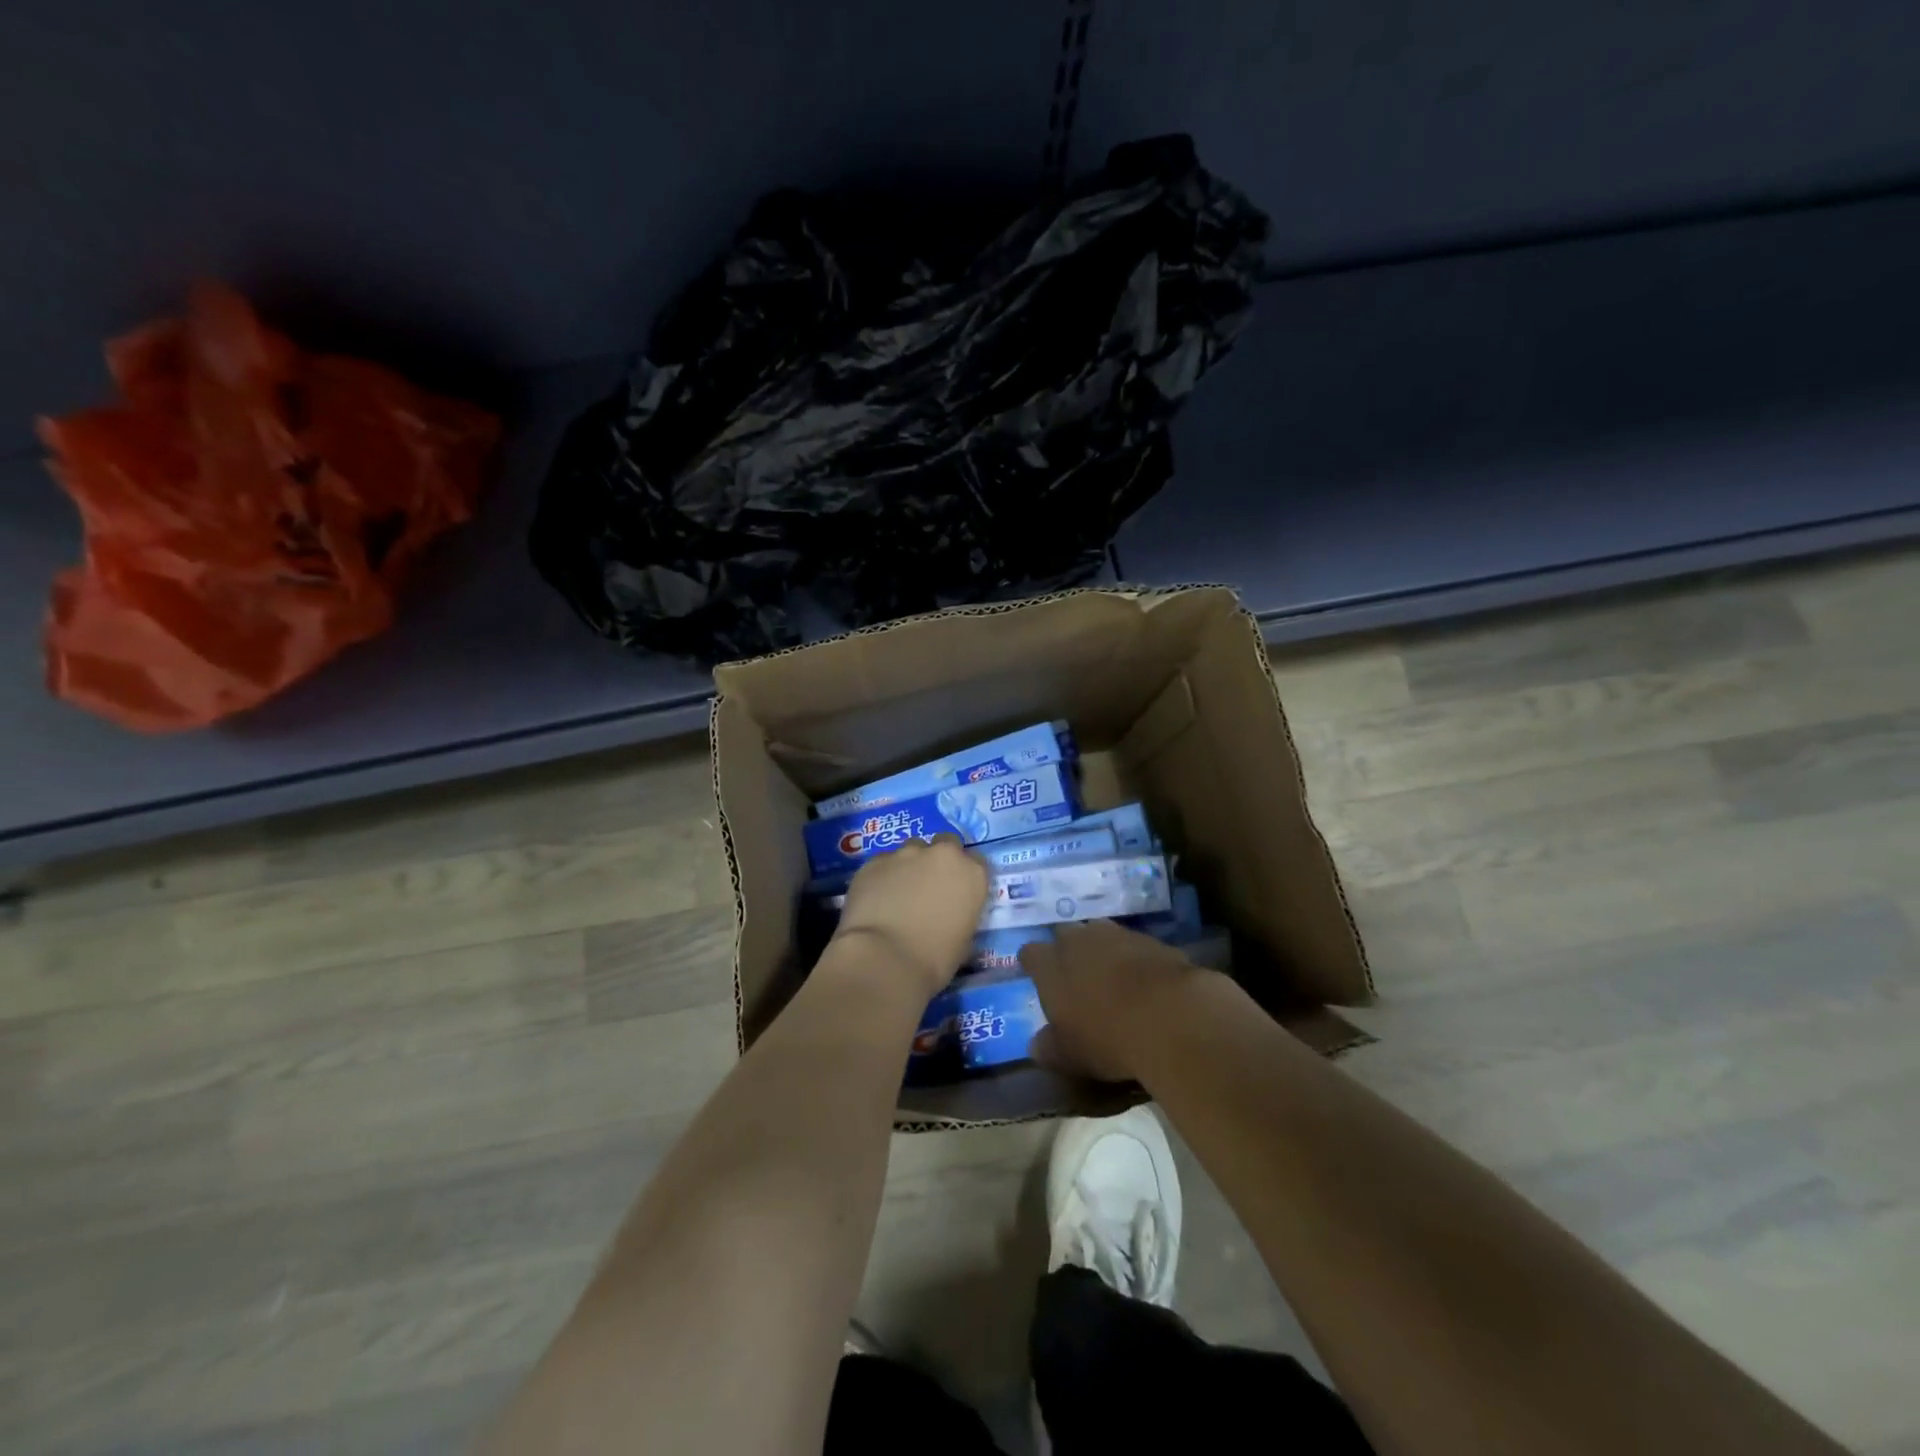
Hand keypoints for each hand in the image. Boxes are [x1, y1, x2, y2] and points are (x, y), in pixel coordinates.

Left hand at [830, 836, 988, 998]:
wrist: (884, 959)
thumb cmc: (934, 960)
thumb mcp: (963, 941)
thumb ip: (961, 915)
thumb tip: (950, 916)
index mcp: (972, 874)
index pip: (976, 861)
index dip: (964, 875)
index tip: (957, 890)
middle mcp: (942, 855)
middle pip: (945, 844)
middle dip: (939, 859)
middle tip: (928, 886)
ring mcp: (905, 854)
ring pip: (911, 850)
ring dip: (910, 866)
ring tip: (898, 893)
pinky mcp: (875, 861)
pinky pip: (883, 863)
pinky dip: (883, 876)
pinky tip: (876, 899)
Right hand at [1019, 919, 1214, 1081]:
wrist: (1169, 1015)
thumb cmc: (1107, 1038)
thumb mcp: (1069, 1055)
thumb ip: (1048, 1048)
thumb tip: (1036, 1045)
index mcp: (1050, 965)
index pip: (1030, 953)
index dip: (1032, 964)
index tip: (1037, 977)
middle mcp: (1078, 940)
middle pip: (1064, 934)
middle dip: (1067, 950)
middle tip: (1075, 976)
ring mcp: (1115, 935)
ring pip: (1099, 933)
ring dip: (1100, 949)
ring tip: (1109, 974)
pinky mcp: (1150, 939)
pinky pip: (1132, 944)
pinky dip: (1133, 957)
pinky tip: (1142, 980)